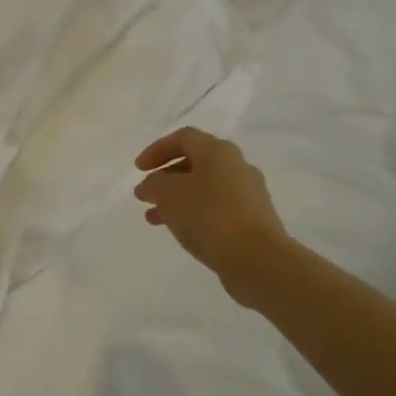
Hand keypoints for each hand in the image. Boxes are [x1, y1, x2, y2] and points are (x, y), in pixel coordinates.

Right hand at [134, 128, 289, 306]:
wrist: (256, 258)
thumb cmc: (208, 215)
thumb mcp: (168, 194)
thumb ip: (153, 184)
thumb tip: (150, 185)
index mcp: (218, 152)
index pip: (183, 138)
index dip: (157, 150)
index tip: (138, 170)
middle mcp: (237, 166)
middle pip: (195, 163)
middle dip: (166, 178)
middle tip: (146, 194)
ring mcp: (248, 194)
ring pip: (204, 189)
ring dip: (176, 199)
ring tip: (154, 218)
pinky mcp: (253, 220)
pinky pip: (217, 209)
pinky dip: (194, 214)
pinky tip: (181, 231)